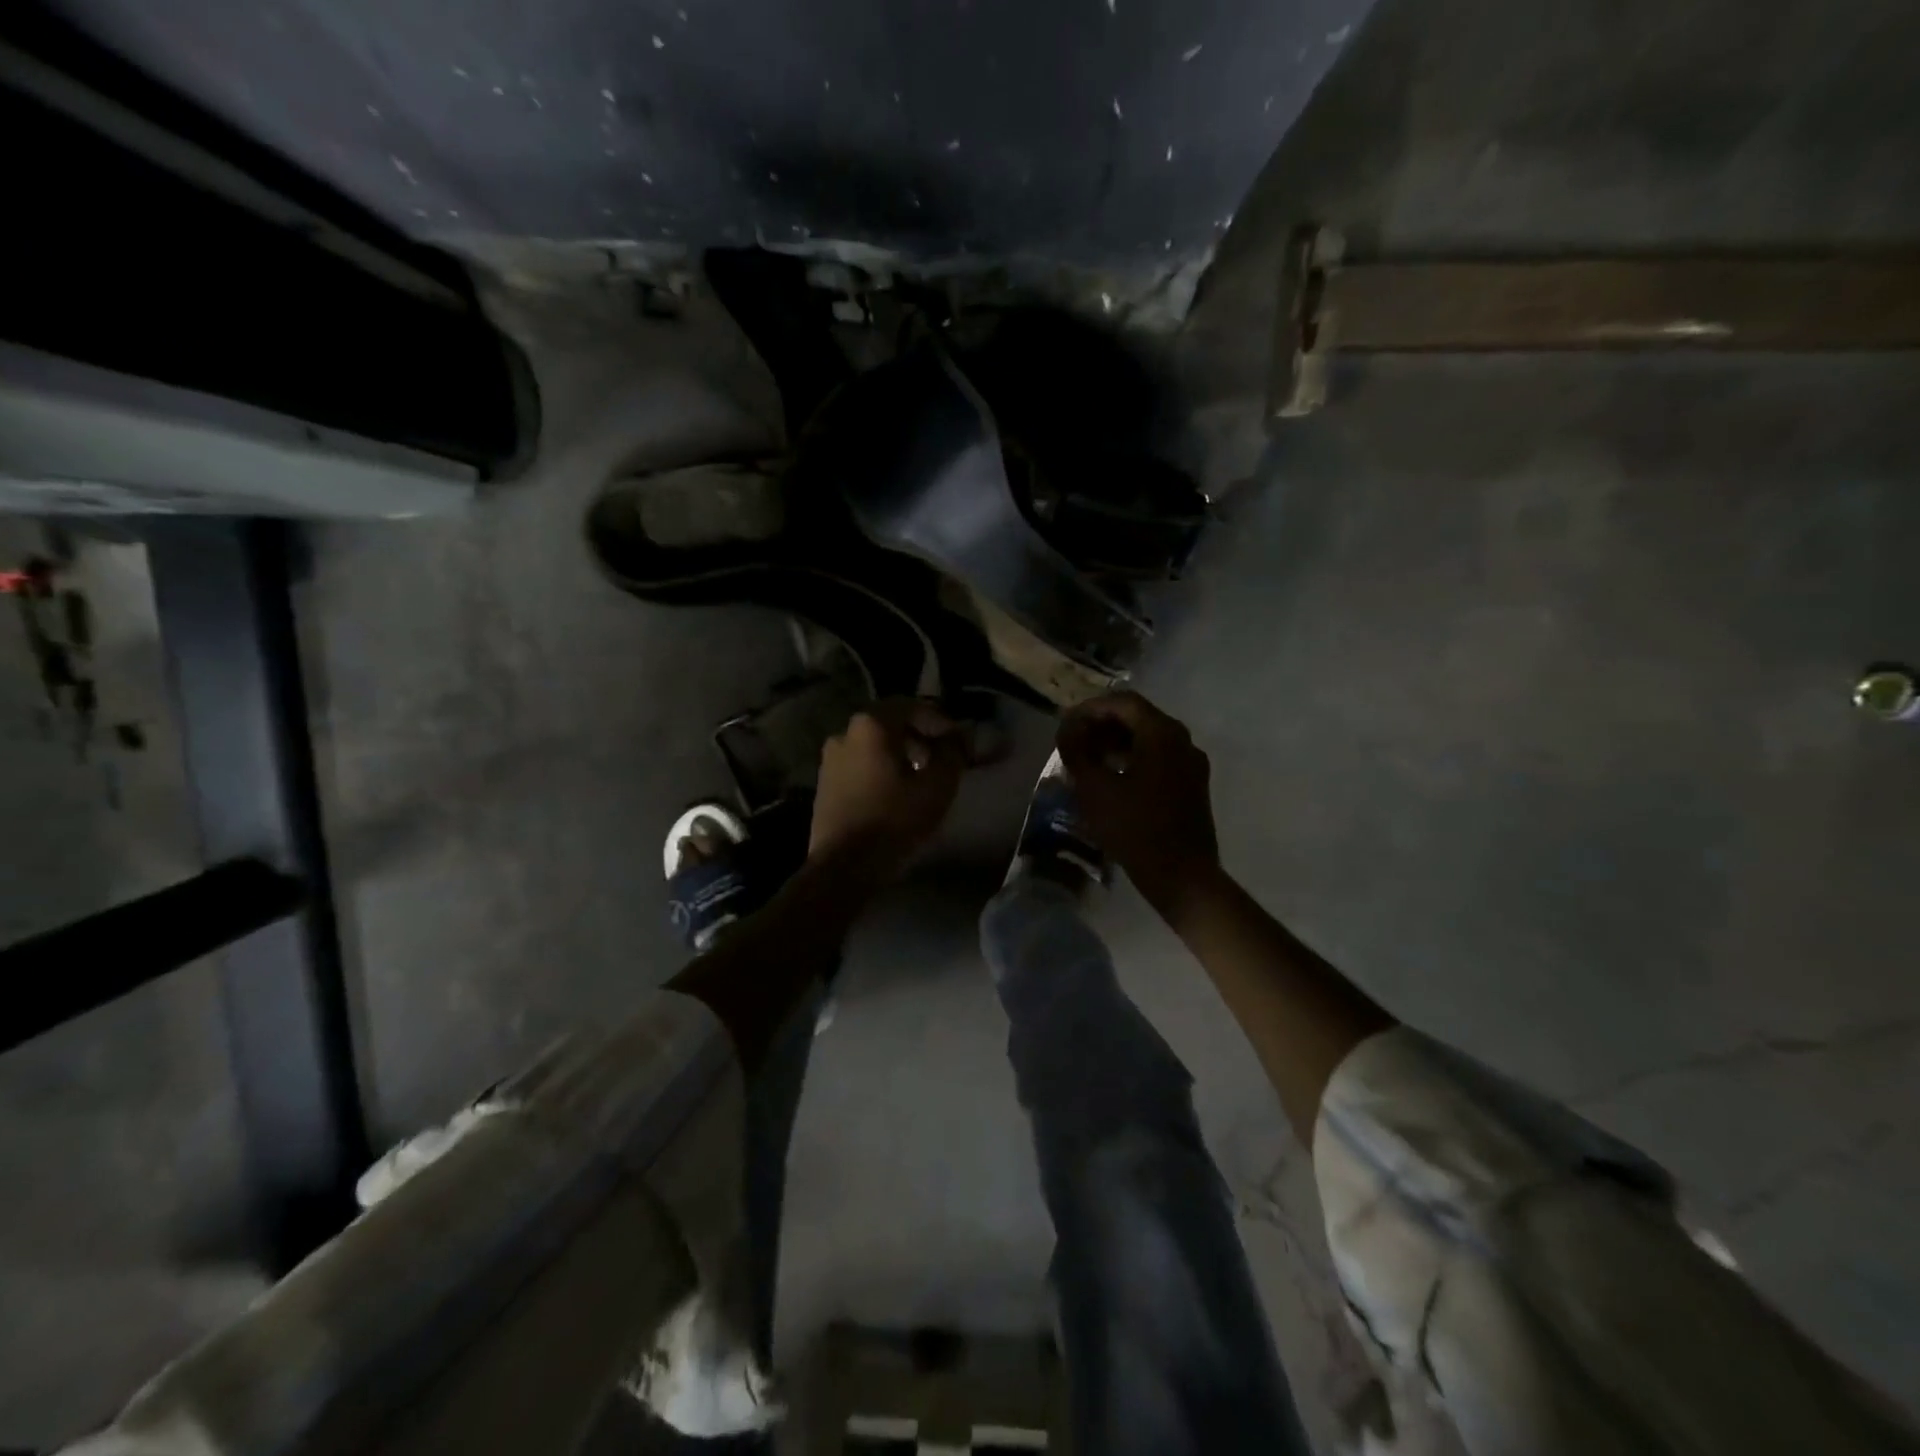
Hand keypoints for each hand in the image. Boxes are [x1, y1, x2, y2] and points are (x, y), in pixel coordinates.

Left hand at [808, 699, 969, 869]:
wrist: (844, 866)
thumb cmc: (894, 820)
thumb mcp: (937, 786)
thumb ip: (952, 754)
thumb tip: (957, 739)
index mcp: (871, 725)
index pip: (912, 707)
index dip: (939, 721)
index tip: (958, 741)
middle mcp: (845, 733)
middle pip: (890, 724)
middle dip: (919, 737)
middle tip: (941, 758)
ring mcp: (830, 759)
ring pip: (873, 746)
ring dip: (899, 755)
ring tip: (921, 778)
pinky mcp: (824, 784)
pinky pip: (860, 766)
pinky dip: (881, 771)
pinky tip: (896, 793)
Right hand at [1057, 691, 1221, 918]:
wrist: (1182, 876)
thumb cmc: (1134, 829)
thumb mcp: (1094, 788)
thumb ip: (1076, 750)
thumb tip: (1067, 727)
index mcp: (1162, 733)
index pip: (1123, 702)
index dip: (1090, 708)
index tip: (1066, 724)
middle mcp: (1182, 740)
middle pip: (1138, 718)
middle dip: (1102, 725)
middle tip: (1074, 742)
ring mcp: (1191, 763)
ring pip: (1149, 739)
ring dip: (1116, 743)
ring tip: (1088, 761)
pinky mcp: (1192, 785)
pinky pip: (1159, 759)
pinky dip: (1133, 759)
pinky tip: (1112, 780)